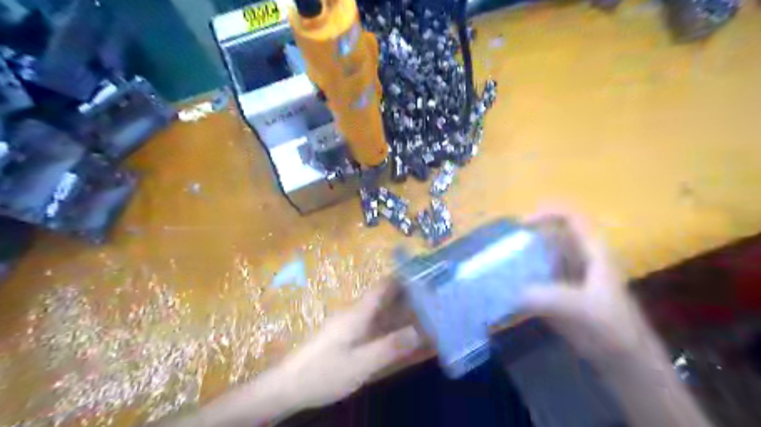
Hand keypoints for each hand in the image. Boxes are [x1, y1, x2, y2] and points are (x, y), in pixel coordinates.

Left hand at [279, 283, 421, 409]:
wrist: (289, 386)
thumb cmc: (324, 372)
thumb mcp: (360, 363)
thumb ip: (390, 347)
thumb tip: (420, 330)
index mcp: (358, 313)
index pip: (383, 286)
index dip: (403, 277)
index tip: (425, 274)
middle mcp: (356, 315)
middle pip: (385, 298)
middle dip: (408, 296)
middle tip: (433, 298)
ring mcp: (350, 326)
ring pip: (380, 313)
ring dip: (400, 312)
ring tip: (425, 315)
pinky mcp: (346, 338)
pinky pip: (374, 327)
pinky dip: (390, 327)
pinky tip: (401, 336)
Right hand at [520, 215, 716, 426]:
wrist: (626, 363)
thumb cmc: (613, 331)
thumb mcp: (584, 311)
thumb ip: (550, 298)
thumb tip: (515, 291)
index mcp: (593, 254)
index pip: (572, 219)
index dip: (547, 214)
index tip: (521, 225)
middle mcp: (580, 259)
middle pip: (553, 234)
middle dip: (529, 236)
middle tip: (504, 246)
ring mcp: (570, 276)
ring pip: (544, 254)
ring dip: (524, 255)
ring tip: (501, 262)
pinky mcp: (561, 293)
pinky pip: (538, 275)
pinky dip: (523, 275)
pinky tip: (508, 284)